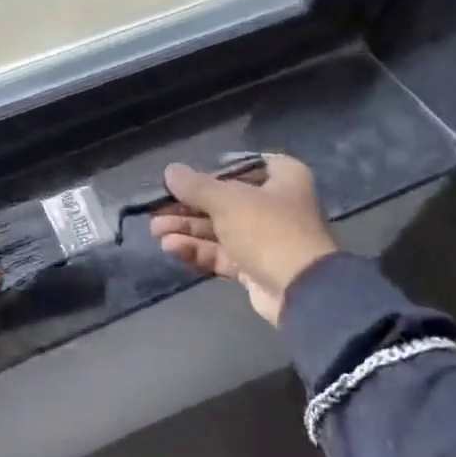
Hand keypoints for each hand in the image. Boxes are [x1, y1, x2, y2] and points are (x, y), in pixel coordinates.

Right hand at [148, 153, 337, 324]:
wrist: (299, 290)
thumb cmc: (267, 230)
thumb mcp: (227, 200)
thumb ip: (195, 186)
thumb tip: (170, 171)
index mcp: (282, 178)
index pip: (242, 166)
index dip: (211, 171)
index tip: (184, 179)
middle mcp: (275, 205)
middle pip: (222, 201)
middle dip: (186, 207)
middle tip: (155, 210)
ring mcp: (264, 239)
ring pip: (217, 229)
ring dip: (185, 229)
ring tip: (155, 231)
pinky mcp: (253, 267)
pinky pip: (220, 253)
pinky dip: (196, 249)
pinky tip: (171, 247)